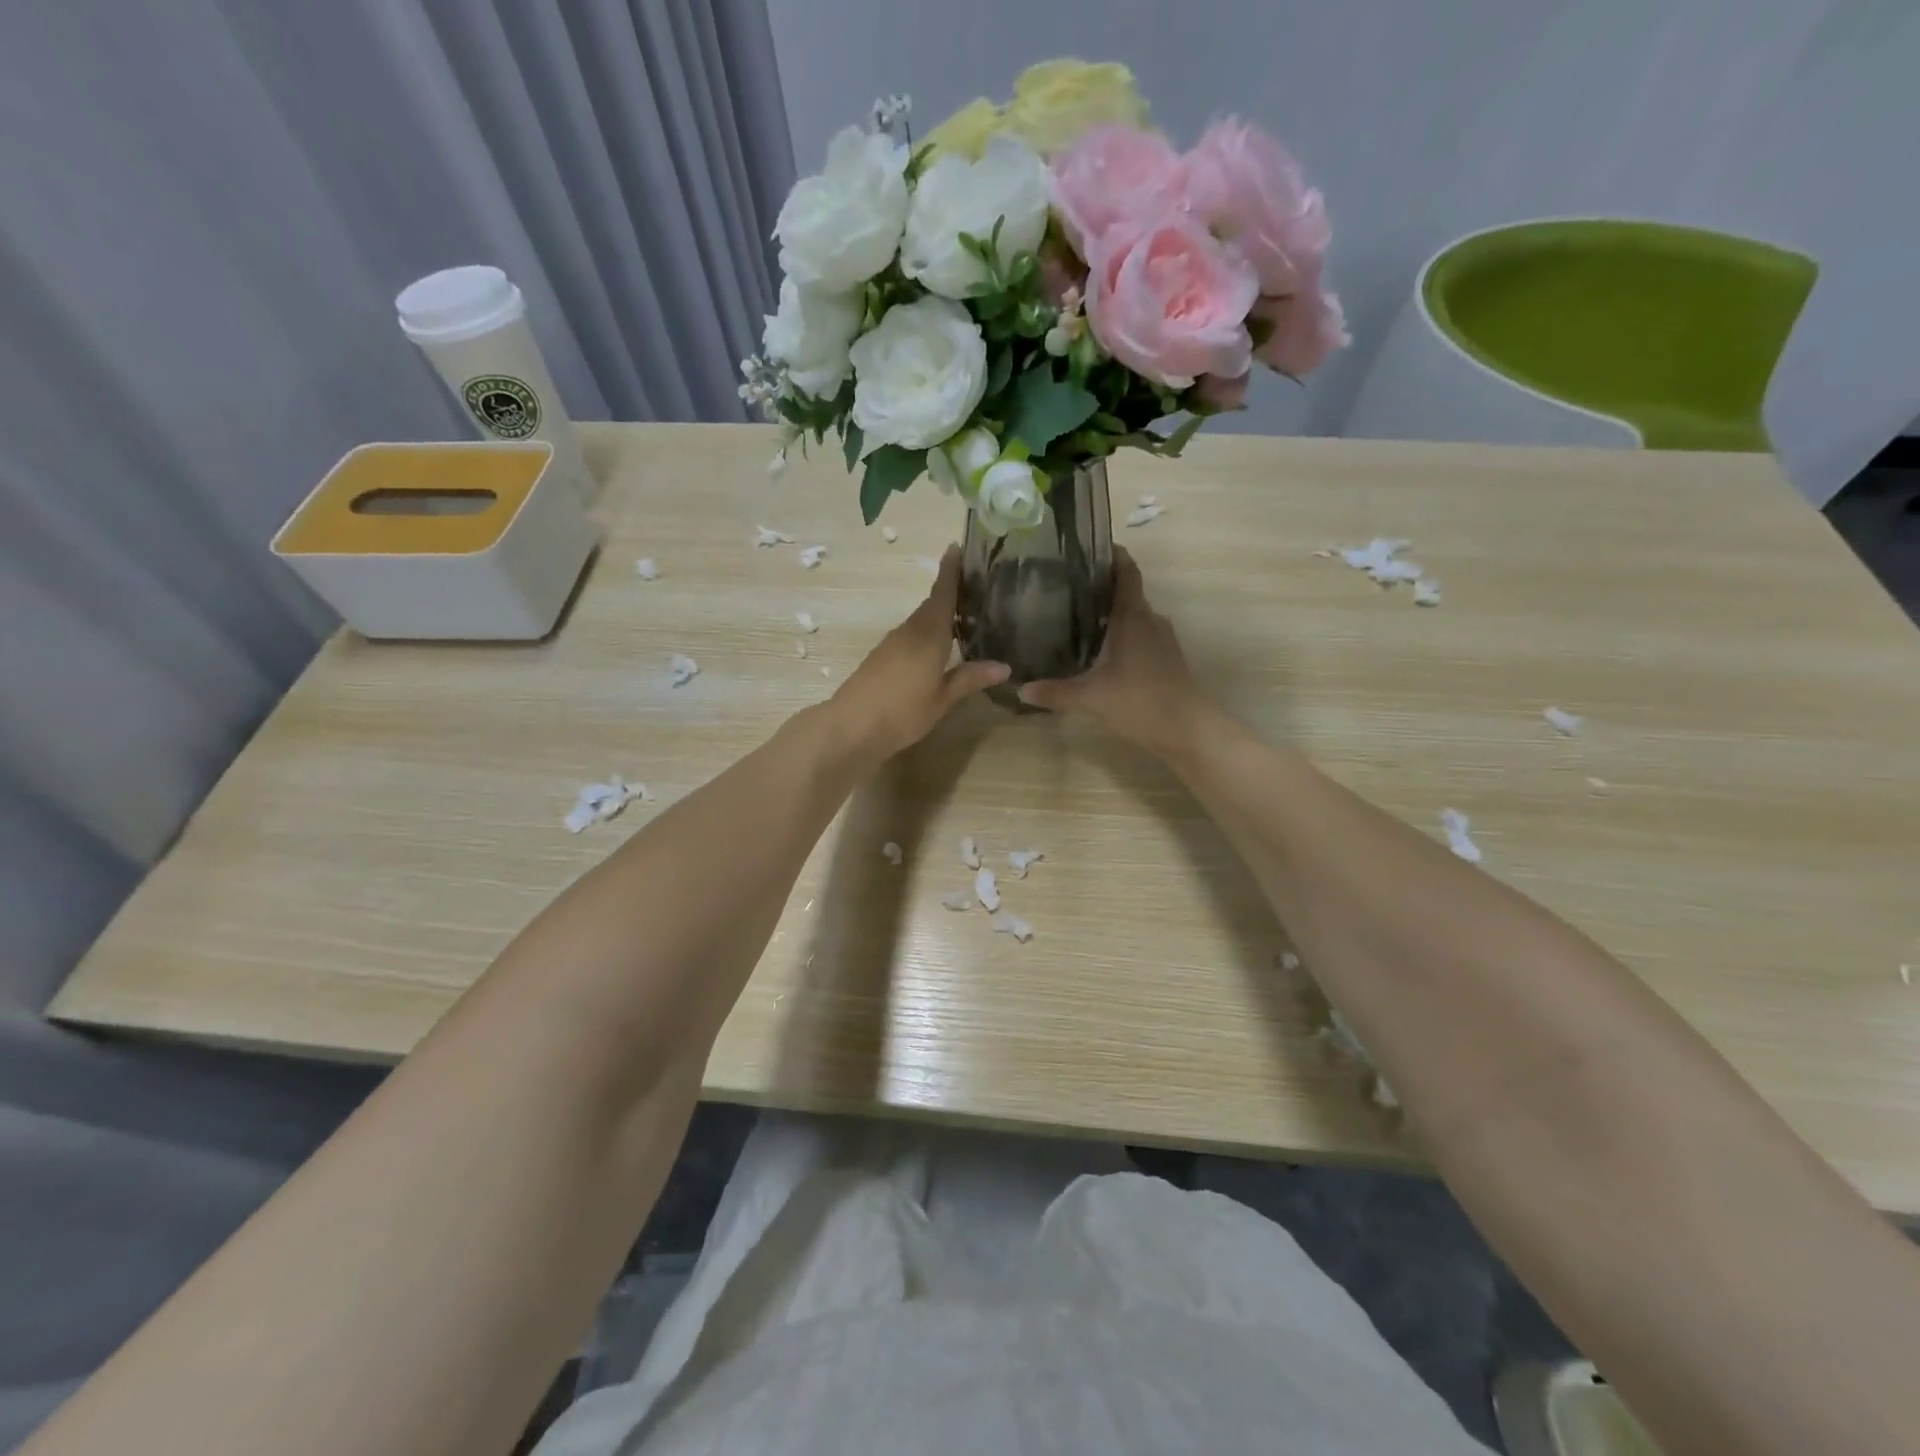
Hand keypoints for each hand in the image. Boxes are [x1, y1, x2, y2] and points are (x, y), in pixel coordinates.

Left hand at [833, 546, 1008, 759]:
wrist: (850, 727)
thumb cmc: (902, 712)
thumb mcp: (942, 699)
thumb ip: (970, 679)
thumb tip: (1004, 666)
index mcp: (928, 635)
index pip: (942, 594)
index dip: (950, 571)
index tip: (957, 547)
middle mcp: (910, 631)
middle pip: (932, 605)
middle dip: (950, 592)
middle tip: (976, 585)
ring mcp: (892, 644)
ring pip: (921, 621)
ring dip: (939, 614)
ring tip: (964, 614)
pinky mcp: (882, 657)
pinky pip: (911, 635)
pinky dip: (927, 632)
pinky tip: (939, 646)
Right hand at [1017, 549, 1206, 756]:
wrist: (1188, 730)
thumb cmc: (1140, 701)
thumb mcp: (1091, 698)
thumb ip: (1055, 692)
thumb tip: (1020, 689)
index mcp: (1133, 617)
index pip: (1126, 572)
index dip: (1112, 555)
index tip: (1090, 547)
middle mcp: (1150, 620)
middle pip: (1127, 593)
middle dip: (1101, 588)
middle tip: (1067, 588)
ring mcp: (1162, 640)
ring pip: (1134, 617)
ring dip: (1112, 614)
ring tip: (1078, 618)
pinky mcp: (1166, 659)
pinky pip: (1140, 636)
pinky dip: (1122, 636)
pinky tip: (1101, 652)